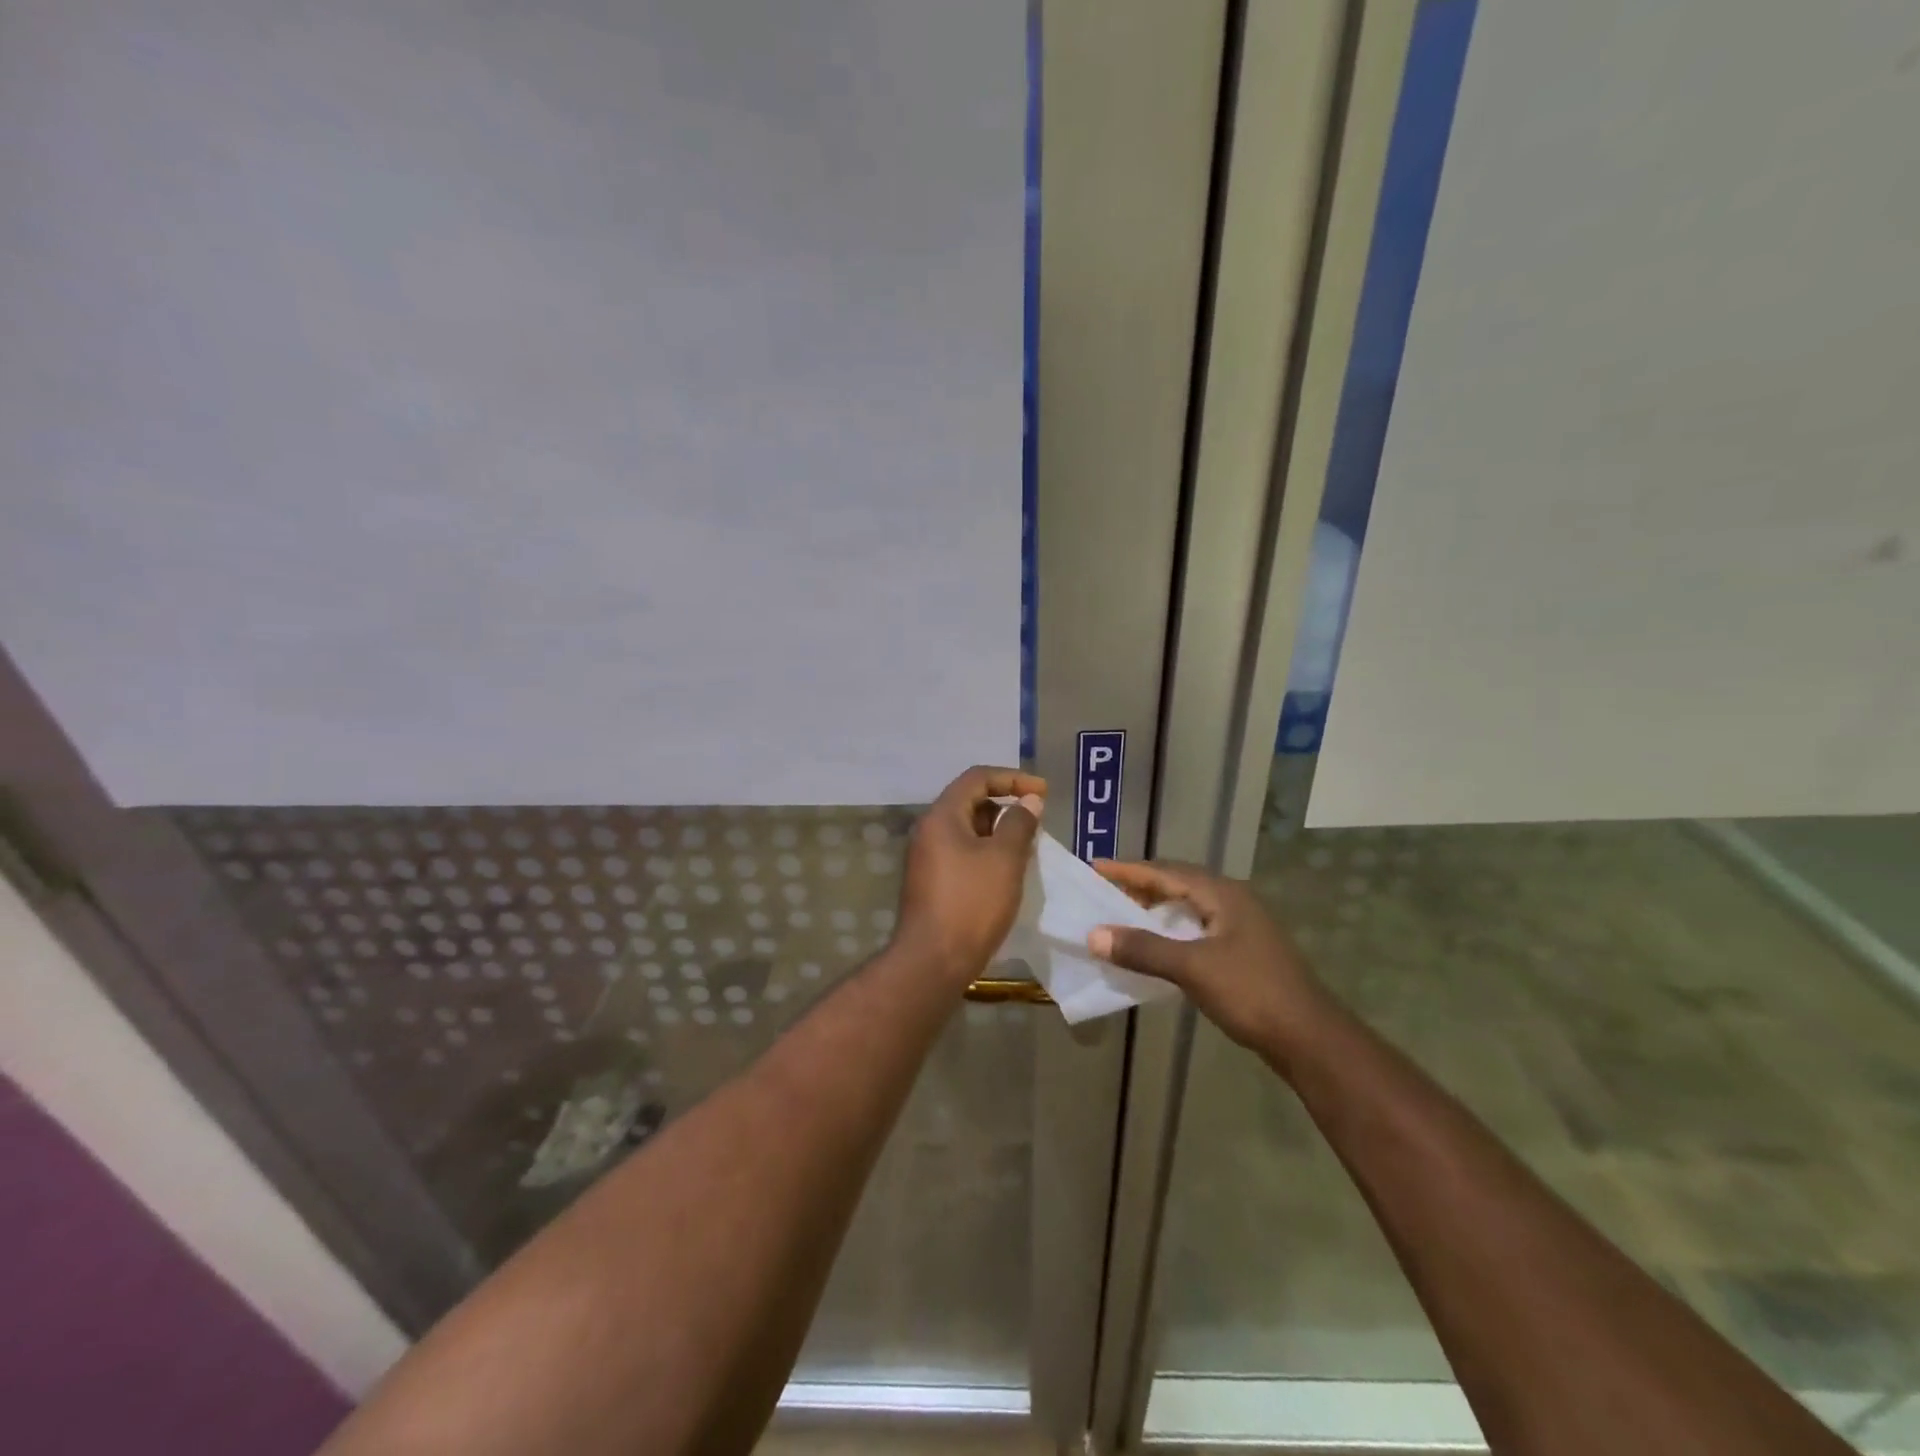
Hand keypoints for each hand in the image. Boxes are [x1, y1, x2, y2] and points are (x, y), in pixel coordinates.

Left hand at [893, 766, 1045, 985]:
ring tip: (1027, 848)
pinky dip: (986, 853)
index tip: (1043, 792)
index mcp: (941, 817)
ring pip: (967, 830)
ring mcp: (927, 858)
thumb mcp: (1005, 859)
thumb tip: (1029, 801)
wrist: (933, 961)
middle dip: (1006, 806)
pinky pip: (962, 853)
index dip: (1012, 778)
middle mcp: (928, 831)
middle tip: (1036, 822)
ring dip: (998, 832)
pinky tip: (1007, 872)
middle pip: (970, 802)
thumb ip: (1019, 823)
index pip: (977, 778)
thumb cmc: (972, 903)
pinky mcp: (931, 882)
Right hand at [1087, 860, 1325, 1055]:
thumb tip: (1094, 934)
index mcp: (1222, 894)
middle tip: (1104, 890)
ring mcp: (1241, 926)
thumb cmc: (1251, 993)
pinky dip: (1170, 929)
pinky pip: (1196, 927)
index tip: (1095, 866)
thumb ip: (1143, 949)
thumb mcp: (1192, 968)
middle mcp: (1232, 901)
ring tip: (1123, 915)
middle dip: (1140, 885)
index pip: (1166, 872)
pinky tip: (1156, 945)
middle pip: (1178, 883)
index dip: (1129, 870)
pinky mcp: (1243, 950)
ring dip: (1155, 908)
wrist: (1309, 1038)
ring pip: (1188, 906)